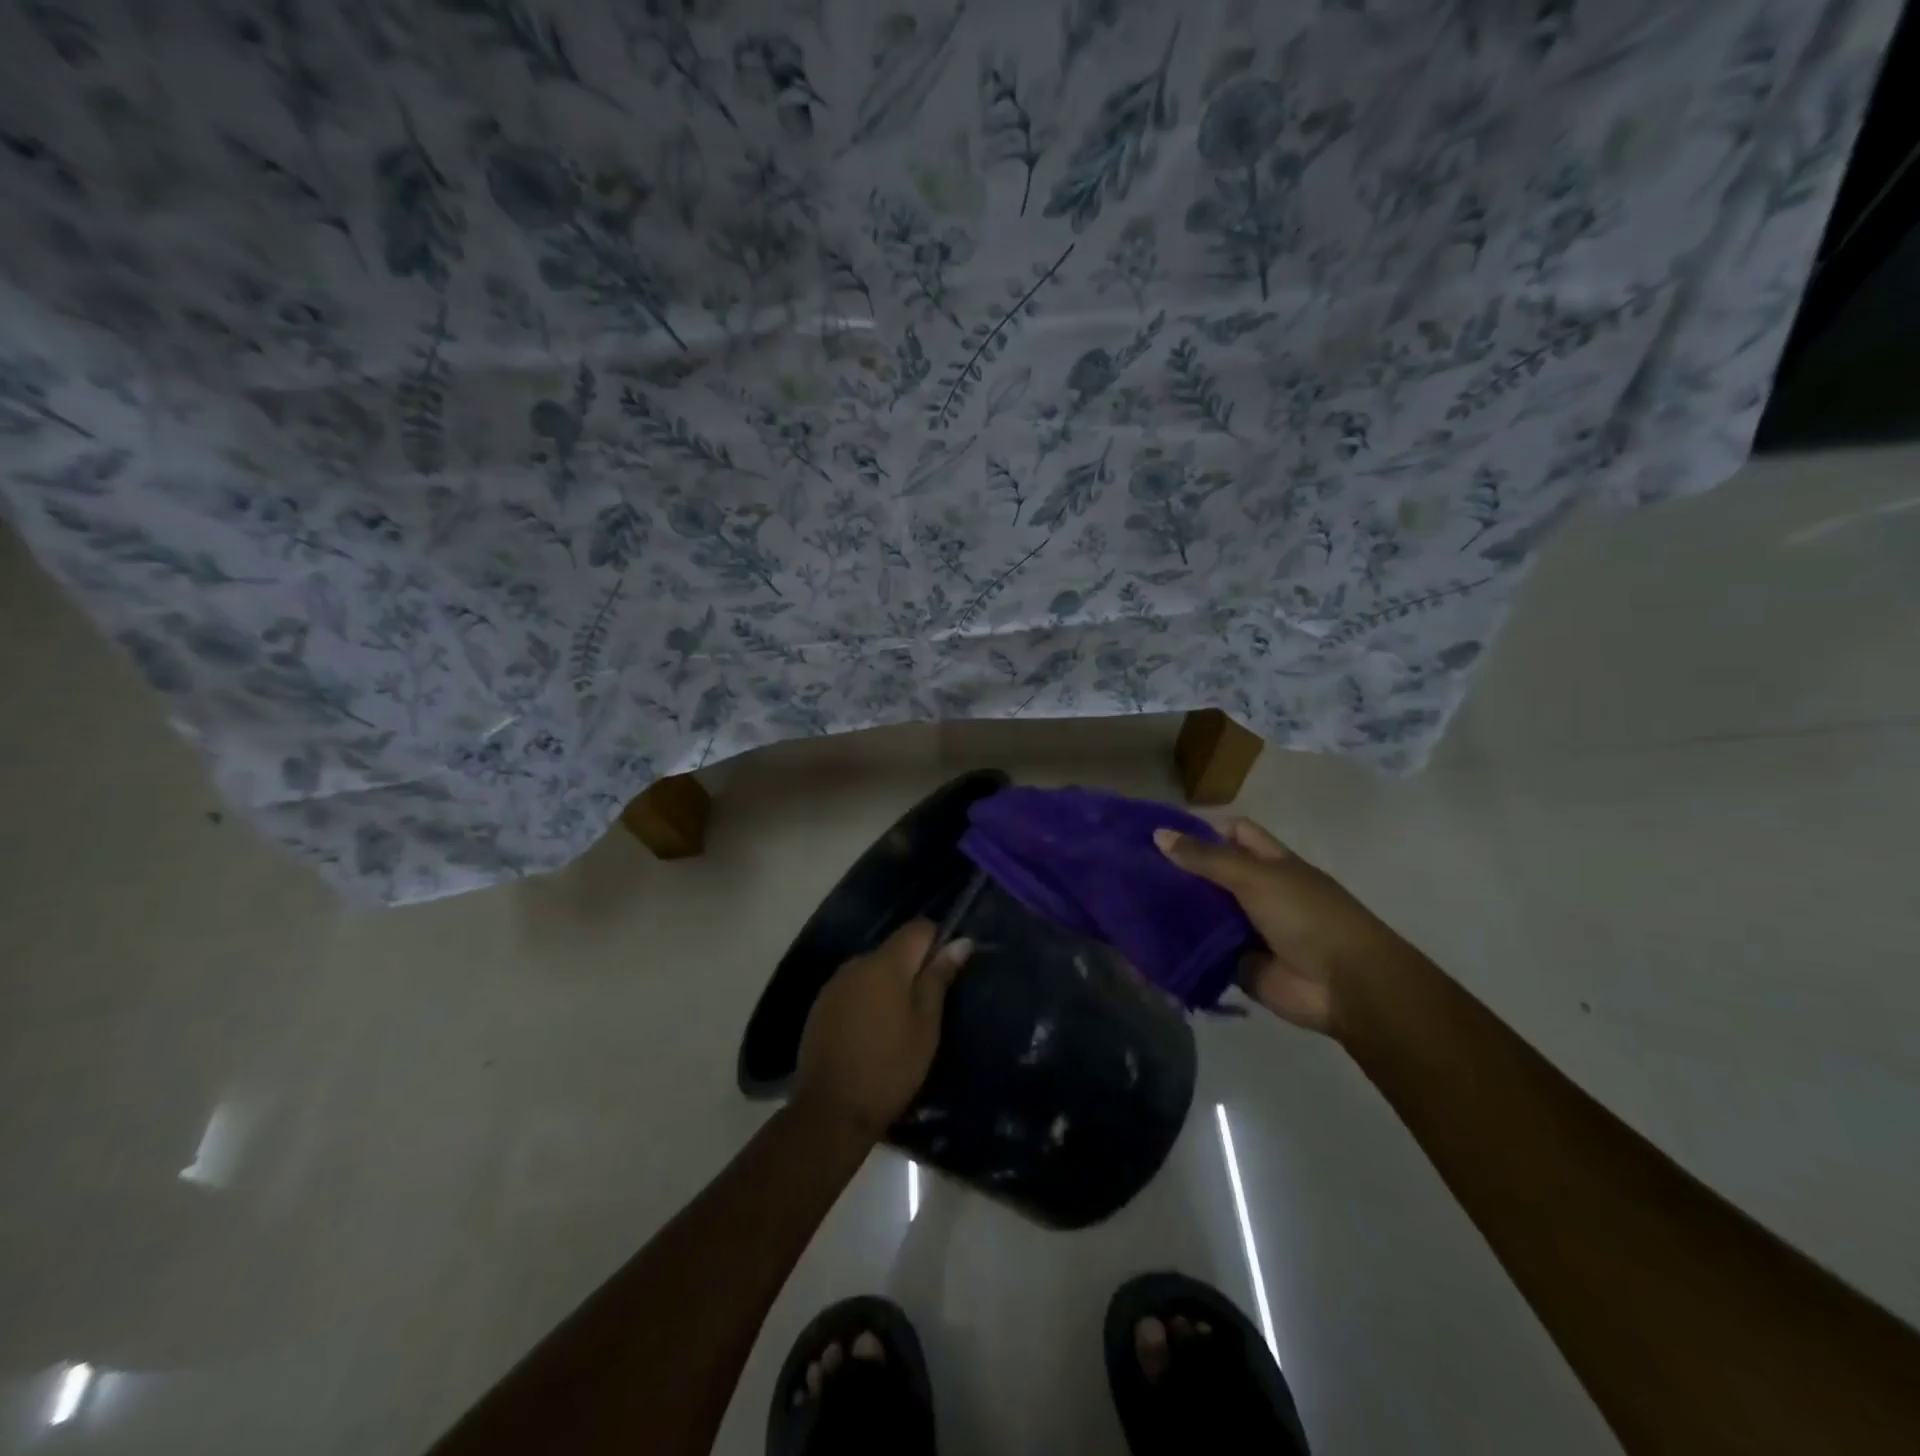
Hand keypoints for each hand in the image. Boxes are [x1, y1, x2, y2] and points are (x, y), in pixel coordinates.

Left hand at [793, 919, 972, 1140]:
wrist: (830, 1111)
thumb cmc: (889, 1067)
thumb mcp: (925, 1025)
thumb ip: (938, 978)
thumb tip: (960, 941)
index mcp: (885, 963)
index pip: (918, 928)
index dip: (938, 942)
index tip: (946, 974)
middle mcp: (856, 963)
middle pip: (894, 949)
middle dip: (914, 968)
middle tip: (928, 1007)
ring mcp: (834, 985)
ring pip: (873, 970)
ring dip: (890, 985)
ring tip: (901, 1024)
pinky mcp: (820, 1007)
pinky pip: (854, 989)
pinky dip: (868, 1000)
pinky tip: (873, 1033)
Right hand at [1154, 819, 1411, 1037]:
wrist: (1347, 986)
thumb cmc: (1307, 917)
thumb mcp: (1256, 877)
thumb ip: (1207, 858)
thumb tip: (1159, 834)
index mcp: (1270, 863)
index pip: (1233, 834)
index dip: (1201, 831)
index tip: (1159, 836)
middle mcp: (1257, 892)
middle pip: (1212, 874)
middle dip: (1177, 872)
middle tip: (1130, 869)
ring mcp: (1247, 929)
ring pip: (1203, 913)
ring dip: (1174, 910)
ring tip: (1129, 902)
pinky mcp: (1237, 964)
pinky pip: (1203, 951)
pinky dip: (1179, 948)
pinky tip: (1145, 941)